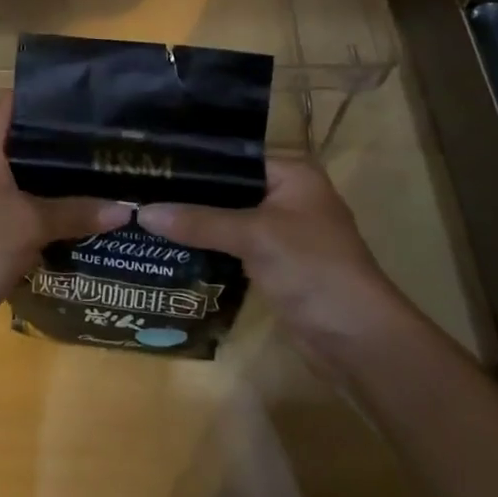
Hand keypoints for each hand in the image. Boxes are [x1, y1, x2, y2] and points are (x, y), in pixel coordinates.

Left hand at [0, 99, 131, 333]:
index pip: (17, 103)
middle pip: (25, 142)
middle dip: (64, 145)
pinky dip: (45, 209)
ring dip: (57, 182)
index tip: (91, 101)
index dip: (51, 97)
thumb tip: (127, 209)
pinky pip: (19, 206)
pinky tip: (81, 214)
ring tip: (104, 176)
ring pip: (25, 178)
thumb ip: (77, 212)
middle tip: (108, 144)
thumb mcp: (32, 225)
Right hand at [135, 158, 412, 365]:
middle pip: (227, 187)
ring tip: (145, 211)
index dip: (193, 159)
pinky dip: (206, 245)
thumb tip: (142, 212)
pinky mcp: (273, 263)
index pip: (232, 155)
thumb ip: (199, 221)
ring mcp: (280, 232)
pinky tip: (169, 243)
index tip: (150, 160)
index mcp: (292, 174)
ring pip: (227, 217)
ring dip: (195, 220)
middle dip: (188, 192)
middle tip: (140, 187)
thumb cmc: (313, 269)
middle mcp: (286, 195)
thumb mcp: (254, 236)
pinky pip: (231, 245)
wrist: (358, 340)